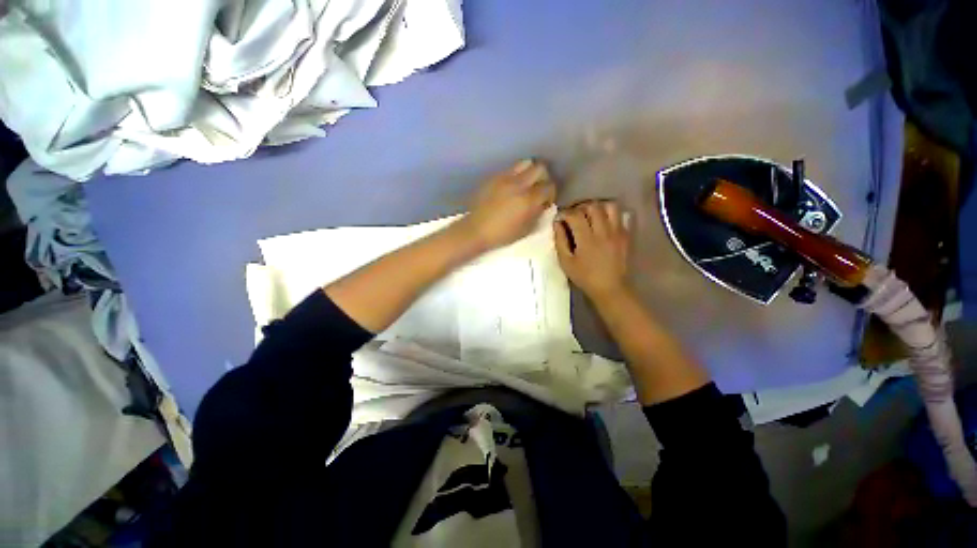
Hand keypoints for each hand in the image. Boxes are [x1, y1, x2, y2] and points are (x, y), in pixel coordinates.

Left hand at [459, 159, 556, 250]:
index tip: (546, 201)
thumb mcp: (526, 229)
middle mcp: (519, 184)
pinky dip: (516, 175)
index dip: (551, 193)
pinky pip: (510, 169)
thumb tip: (543, 204)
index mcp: (528, 200)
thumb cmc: (502, 234)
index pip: (549, 186)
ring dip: (530, 172)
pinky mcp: (494, 177)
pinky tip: (511, 187)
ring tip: (526, 184)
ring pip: (525, 163)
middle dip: (544, 177)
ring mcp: (505, 178)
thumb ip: (538, 214)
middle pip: (540, 168)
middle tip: (539, 189)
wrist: (476, 230)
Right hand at [554, 201, 630, 299]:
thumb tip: (557, 223)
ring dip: (597, 207)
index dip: (565, 213)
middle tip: (574, 215)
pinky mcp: (625, 235)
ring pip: (609, 206)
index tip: (560, 218)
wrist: (611, 288)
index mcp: (587, 239)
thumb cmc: (585, 277)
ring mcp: (617, 232)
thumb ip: (560, 241)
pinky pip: (620, 216)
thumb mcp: (566, 262)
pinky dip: (609, 215)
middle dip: (580, 207)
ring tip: (590, 215)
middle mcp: (603, 231)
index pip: (575, 215)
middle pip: (592, 206)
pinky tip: (603, 223)